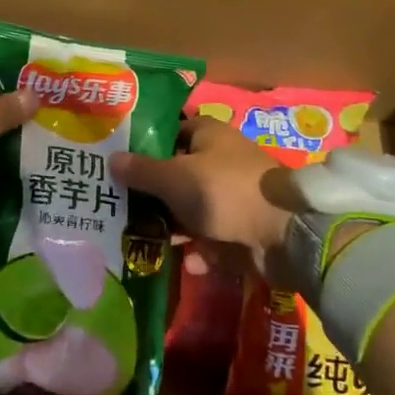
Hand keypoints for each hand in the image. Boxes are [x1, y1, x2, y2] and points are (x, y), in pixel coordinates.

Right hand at [110, 115, 304, 282]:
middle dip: (151, 194)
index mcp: (207, 134)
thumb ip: (141, 171)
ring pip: (190, 208)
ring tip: (142, 242)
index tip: (117, 163)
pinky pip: (210, 237)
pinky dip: (198, 249)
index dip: (143, 146)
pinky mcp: (240, 227)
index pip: (168, 132)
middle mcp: (219, 160)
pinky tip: (187, 262)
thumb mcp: (174, 178)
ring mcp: (231, 195)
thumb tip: (111, 159)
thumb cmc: (223, 191)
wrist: (283, 235)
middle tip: (119, 208)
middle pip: (176, 174)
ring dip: (171, 226)